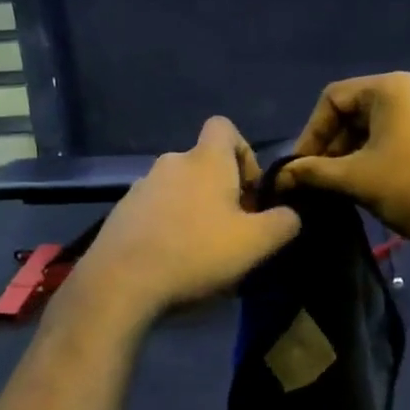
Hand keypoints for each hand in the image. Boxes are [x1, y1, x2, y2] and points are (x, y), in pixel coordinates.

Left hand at [74, 118, 301, 322]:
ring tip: (201, 252)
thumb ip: (283, 223)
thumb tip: (289, 214)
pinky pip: (154, 210)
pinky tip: (171, 261)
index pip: (224, 126)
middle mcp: (171, 162)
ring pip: (179, 189)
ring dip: (194, 210)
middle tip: (231, 231)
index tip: (248, 191)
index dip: (243, 152)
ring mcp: (140, 187)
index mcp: (205, 160)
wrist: (120, 283)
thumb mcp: (256, 243)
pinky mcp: (121, 213)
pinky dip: (167, 226)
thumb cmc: (195, 253)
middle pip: (203, 164)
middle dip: (221, 192)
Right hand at [278, 73, 409, 259]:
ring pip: (378, 123)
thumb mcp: (355, 179)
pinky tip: (370, 180)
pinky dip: (378, 152)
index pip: (333, 98)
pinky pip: (400, 132)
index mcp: (392, 86)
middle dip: (332, 143)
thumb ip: (313, 172)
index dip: (311, 132)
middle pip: (356, 109)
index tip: (301, 166)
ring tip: (341, 183)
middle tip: (319, 178)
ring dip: (353, 151)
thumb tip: (281, 175)